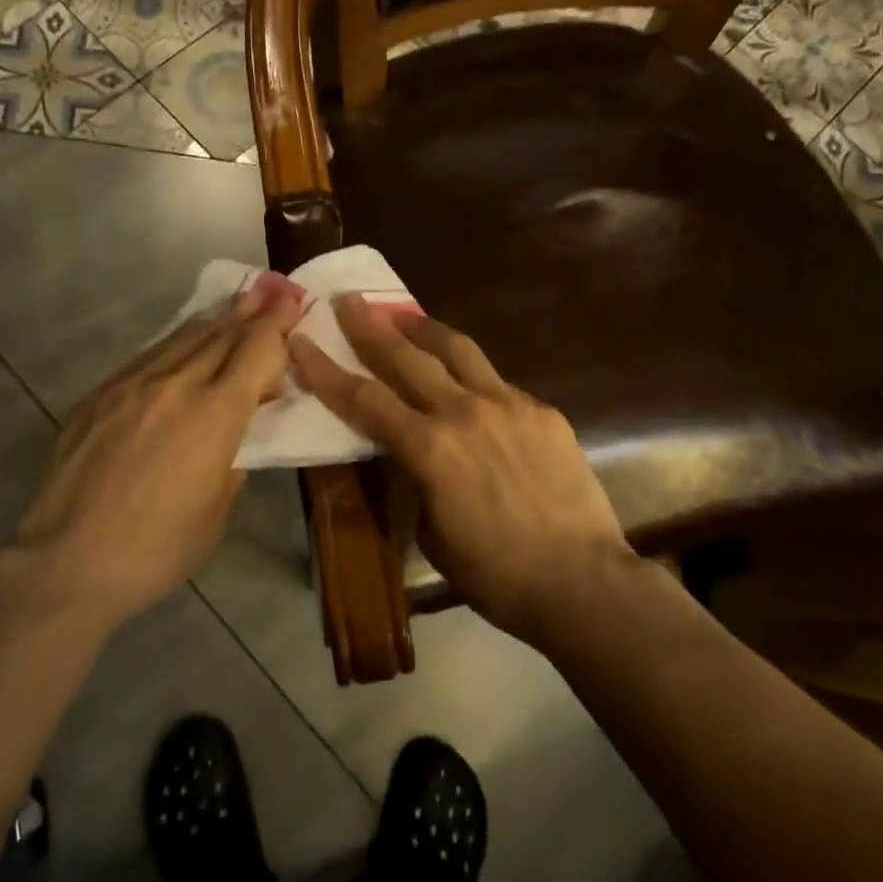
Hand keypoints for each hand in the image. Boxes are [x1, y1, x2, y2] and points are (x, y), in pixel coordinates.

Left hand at [12, 278, 303, 624]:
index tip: (292, 302)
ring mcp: (131, 385)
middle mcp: (176, 386)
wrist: (65, 563)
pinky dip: (177, 344)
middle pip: (222, 334)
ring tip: (236, 305)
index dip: (278, 323)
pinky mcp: (99, 395)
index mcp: (215, 416)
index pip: (255, 351)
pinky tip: (184, 344)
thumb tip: (232, 437)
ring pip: (184, 338)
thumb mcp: (216, 511)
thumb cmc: (156, 549)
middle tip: (273, 292)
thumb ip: (232, 462)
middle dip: (253, 312)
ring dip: (217, 321)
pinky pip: (148, 357)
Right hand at [289, 295, 636, 641]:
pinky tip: (471, 388)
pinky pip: (498, 383)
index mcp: (429, 448)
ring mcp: (508, 404)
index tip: (302, 340)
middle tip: (349, 301)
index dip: (326, 370)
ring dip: (424, 330)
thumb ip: (417, 481)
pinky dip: (473, 377)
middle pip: (406, 357)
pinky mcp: (542, 411)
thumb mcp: (432, 533)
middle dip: (370, 327)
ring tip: (405, 316)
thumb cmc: (496, 574)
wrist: (580, 580)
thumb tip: (417, 457)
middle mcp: (463, 411)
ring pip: (457, 350)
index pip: (364, 399)